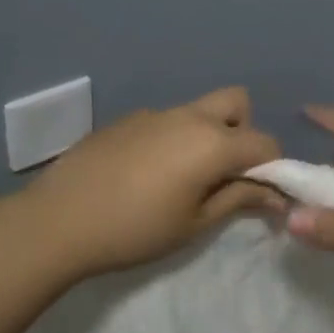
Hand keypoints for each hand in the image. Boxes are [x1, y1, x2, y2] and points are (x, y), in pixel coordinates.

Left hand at [7, 86, 282, 278]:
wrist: (58, 220)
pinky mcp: (127, 119)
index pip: (265, 143)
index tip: (262, 195)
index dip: (273, 168)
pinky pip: (166, 121)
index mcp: (212, 142)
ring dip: (207, 135)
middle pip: (237, 103)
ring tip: (182, 178)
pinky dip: (172, 139)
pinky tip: (144, 174)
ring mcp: (155, 113)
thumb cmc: (135, 229)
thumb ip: (238, 200)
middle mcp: (189, 116)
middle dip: (243, 132)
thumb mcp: (193, 223)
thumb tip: (275, 195)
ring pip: (199, 111)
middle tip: (224, 172)